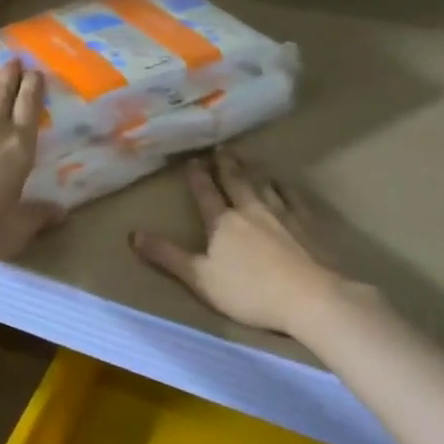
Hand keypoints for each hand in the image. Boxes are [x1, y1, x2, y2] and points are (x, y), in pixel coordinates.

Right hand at [131, 148, 346, 334]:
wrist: (310, 296)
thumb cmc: (249, 292)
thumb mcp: (199, 278)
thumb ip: (167, 256)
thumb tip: (132, 234)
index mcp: (222, 222)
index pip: (206, 193)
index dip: (197, 177)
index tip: (192, 160)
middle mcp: (250, 209)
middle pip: (235, 181)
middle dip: (225, 164)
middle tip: (220, 147)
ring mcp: (282, 213)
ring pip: (263, 183)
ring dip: (252, 169)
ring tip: (246, 157)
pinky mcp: (307, 222)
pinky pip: (293, 196)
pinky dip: (284, 186)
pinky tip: (283, 183)